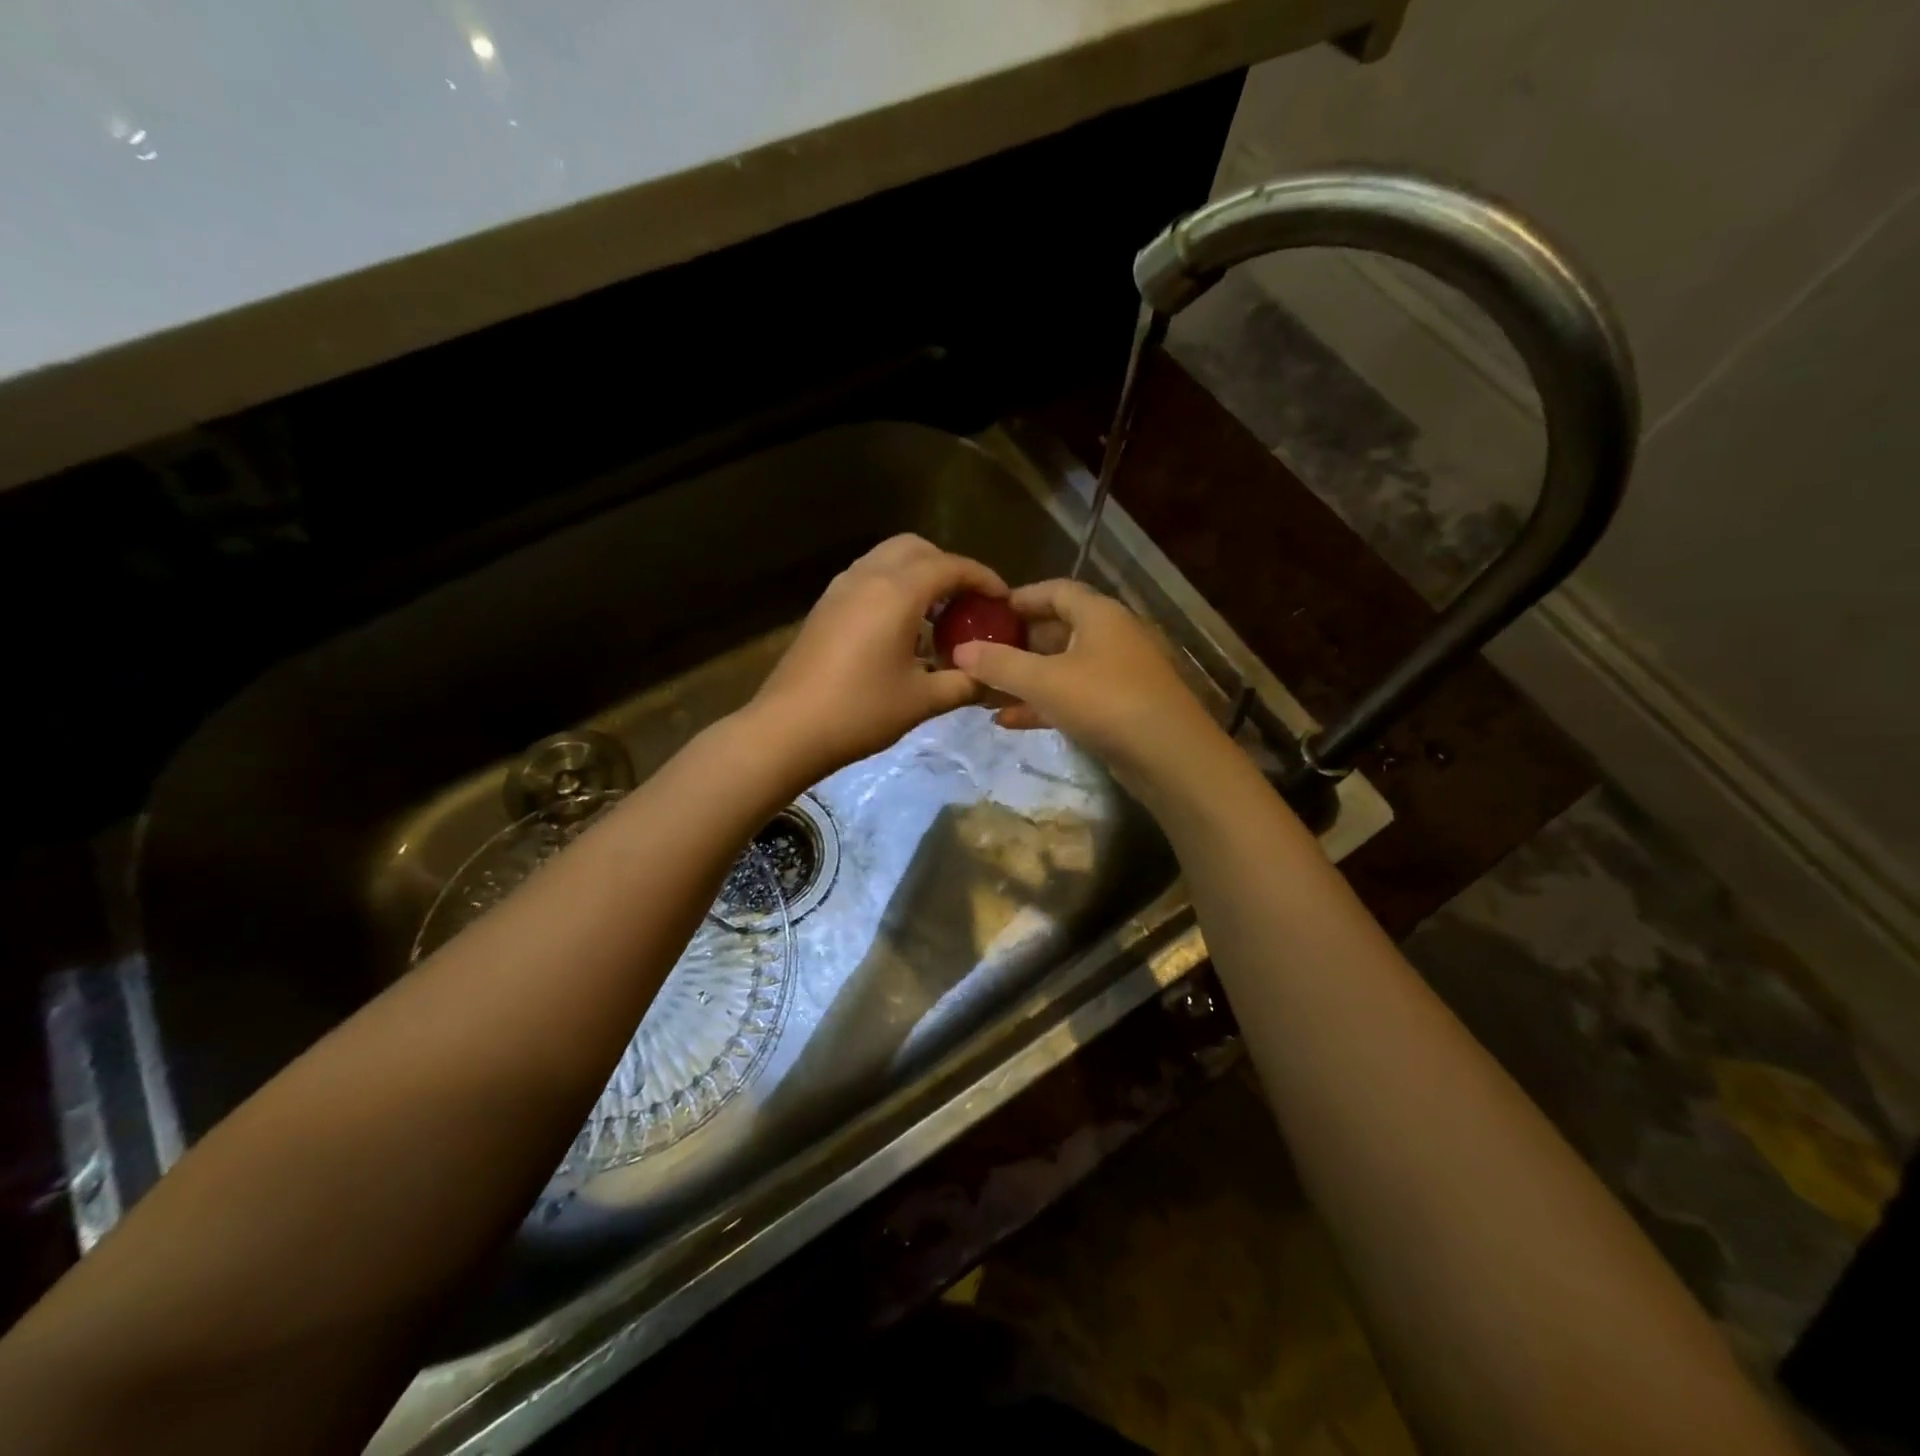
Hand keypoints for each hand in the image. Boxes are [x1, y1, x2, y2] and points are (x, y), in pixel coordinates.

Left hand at [745, 534, 1008, 785]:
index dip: (983, 578)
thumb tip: (992, 679)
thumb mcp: (922, 700)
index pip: (950, 566)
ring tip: (937, 614)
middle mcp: (867, 577)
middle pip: (916, 548)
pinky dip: (893, 586)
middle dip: (948, 566)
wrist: (788, 729)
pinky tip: (902, 628)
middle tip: (968, 602)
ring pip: (888, 558)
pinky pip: (868, 577)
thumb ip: (965, 683)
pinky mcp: (825, 606)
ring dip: (918, 574)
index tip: (1003, 599)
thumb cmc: (860, 712)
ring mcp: (840, 589)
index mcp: (897, 593)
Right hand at [949, 579, 1230, 796]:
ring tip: (984, 689)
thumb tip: (960, 651)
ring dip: (1025, 677)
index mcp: (1099, 615)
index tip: (986, 611)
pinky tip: (1008, 719)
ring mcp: (1118, 674)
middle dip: (1017, 642)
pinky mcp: (1119, 708)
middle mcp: (1111, 637)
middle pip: (1057, 629)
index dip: (1020, 598)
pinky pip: (1072, 697)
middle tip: (980, 653)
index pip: (1056, 590)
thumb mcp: (1044, 681)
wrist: (1169, 756)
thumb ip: (1000, 664)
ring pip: (1062, 667)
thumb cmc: (1105, 701)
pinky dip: (1042, 704)